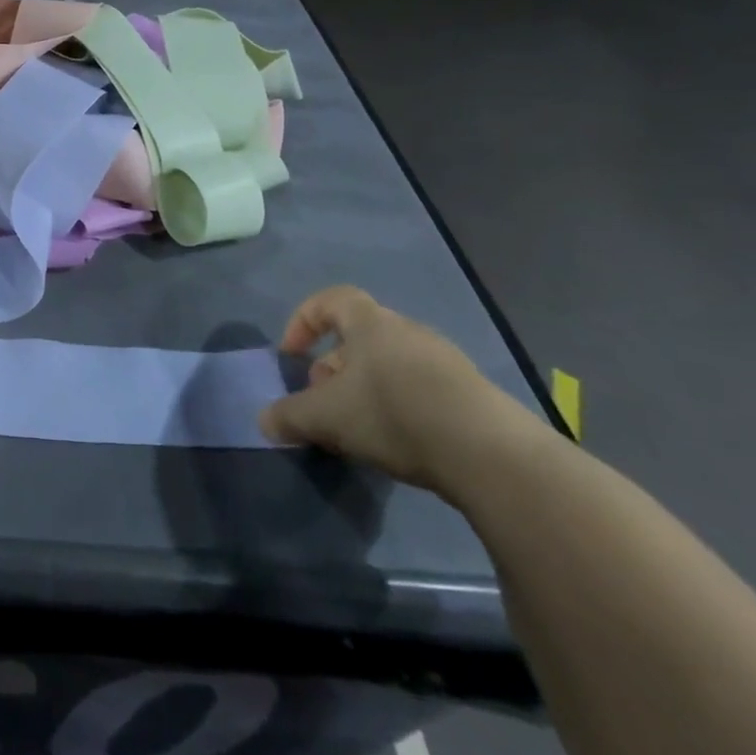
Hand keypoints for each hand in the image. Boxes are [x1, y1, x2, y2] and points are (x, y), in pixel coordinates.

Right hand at [258, 286, 540, 492]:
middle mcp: (408, 333)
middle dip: (333, 367)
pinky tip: (398, 442)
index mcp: (371, 324)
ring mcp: (446, 363)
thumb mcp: (325, 417)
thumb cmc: (393, 414)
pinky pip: (421, 389)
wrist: (491, 455)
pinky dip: (400, 407)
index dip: (303, 321)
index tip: (290, 354)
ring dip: (365, 389)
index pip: (331, 300)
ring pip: (389, 365)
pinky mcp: (473, 397)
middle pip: (359, 337)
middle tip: (322, 401)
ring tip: (356, 427)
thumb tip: (264, 421)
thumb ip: (289, 416)